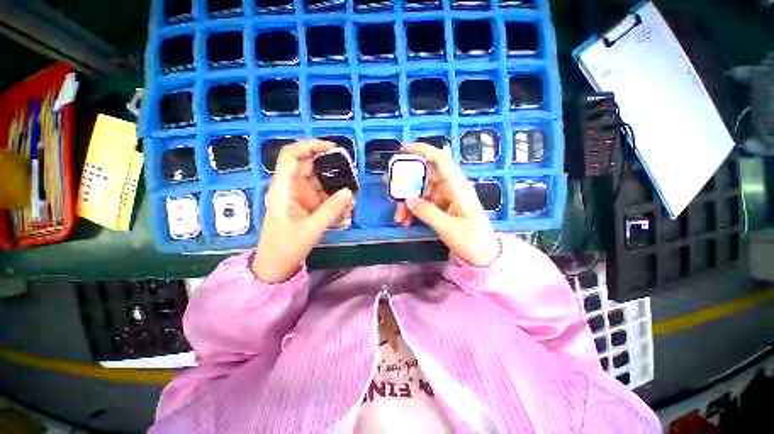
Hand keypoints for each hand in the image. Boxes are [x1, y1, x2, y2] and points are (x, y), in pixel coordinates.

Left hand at [253, 140, 354, 282]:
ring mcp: (300, 196)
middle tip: (350, 173)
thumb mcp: (311, 229)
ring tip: (351, 201)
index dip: (309, 146)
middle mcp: (291, 187)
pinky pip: (324, 196)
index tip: (332, 148)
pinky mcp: (308, 206)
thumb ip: (331, 209)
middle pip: (309, 166)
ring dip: (336, 188)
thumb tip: (349, 192)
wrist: (276, 265)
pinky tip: (346, 211)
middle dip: (331, 168)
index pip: (291, 156)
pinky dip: (335, 201)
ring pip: (320, 182)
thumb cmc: (286, 247)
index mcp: (283, 188)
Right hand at [393, 143, 498, 266]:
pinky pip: (424, 202)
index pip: (440, 159)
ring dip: (408, 202)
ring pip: (422, 191)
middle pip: (425, 175)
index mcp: (458, 186)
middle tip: (388, 184)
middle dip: (406, 180)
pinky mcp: (443, 206)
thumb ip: (427, 211)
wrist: (484, 255)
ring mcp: (446, 196)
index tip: (402, 149)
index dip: (422, 150)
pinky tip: (406, 221)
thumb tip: (407, 198)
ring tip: (398, 217)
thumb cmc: (471, 240)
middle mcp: (451, 187)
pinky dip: (414, 210)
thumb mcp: (448, 227)